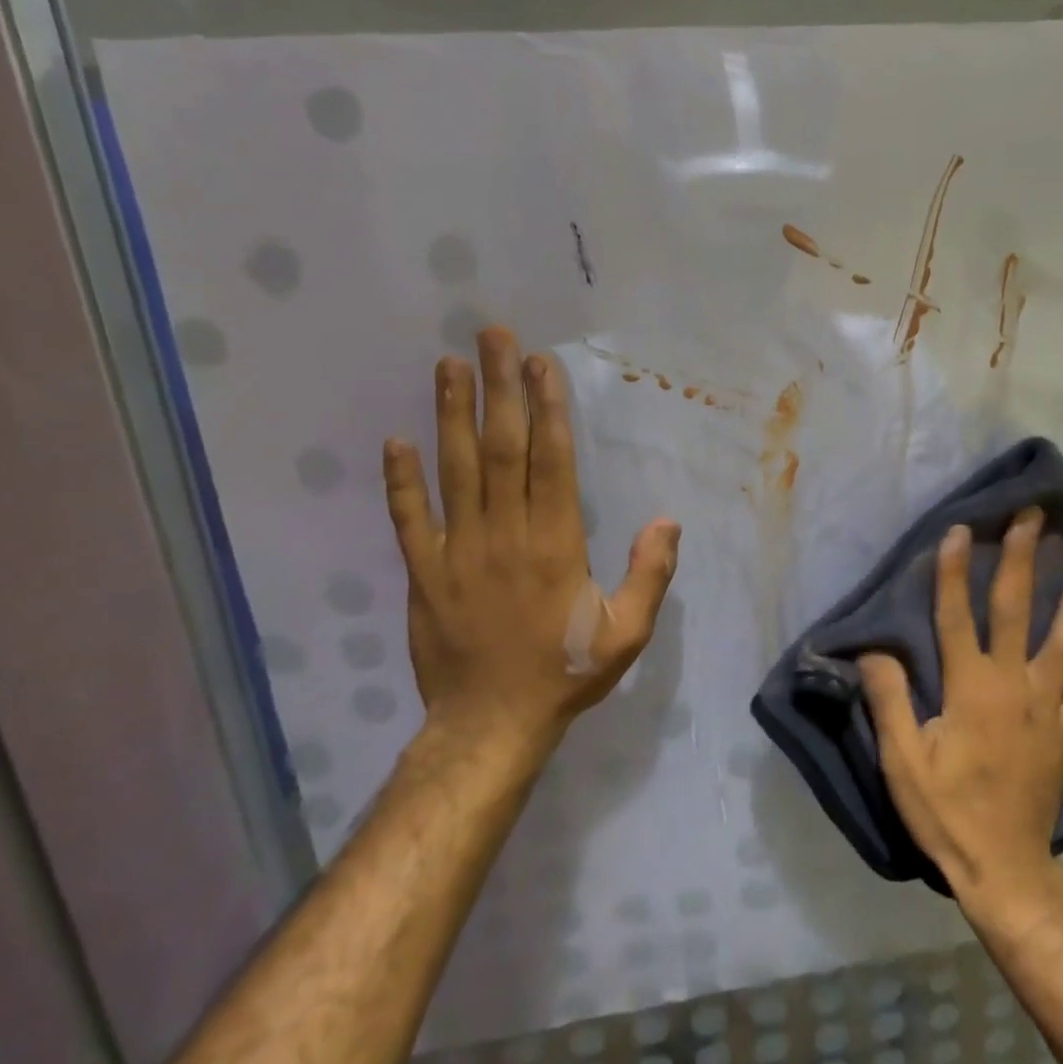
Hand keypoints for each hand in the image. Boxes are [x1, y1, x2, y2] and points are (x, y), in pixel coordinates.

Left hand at [383, 327, 679, 769]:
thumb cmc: (564, 673)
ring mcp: (456, 552)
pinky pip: (408, 520)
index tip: (540, 363)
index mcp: (555, 543)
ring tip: (448, 366)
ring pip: (453, 471)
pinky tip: (395, 441)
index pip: (550, 460)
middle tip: (491, 337)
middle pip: (500, 449)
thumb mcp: (627, 633)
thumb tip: (667, 519)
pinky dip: (400, 481)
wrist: (489, 726)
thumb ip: (649, 574)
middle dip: (499, 389)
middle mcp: (504, 535)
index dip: (547, 408)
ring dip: (450, 415)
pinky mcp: (422, 574)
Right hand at [861, 508, 1062, 902]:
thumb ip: (889, 700)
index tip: (962, 528)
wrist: (1004, 868)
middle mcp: (1014, 685)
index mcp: (970, 688)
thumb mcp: (902, 761)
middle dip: (1024, 559)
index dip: (956, 572)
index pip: (958, 616)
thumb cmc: (946, 812)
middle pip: (1018, 611)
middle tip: (1034, 516)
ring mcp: (1048, 707)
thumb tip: (874, 651)